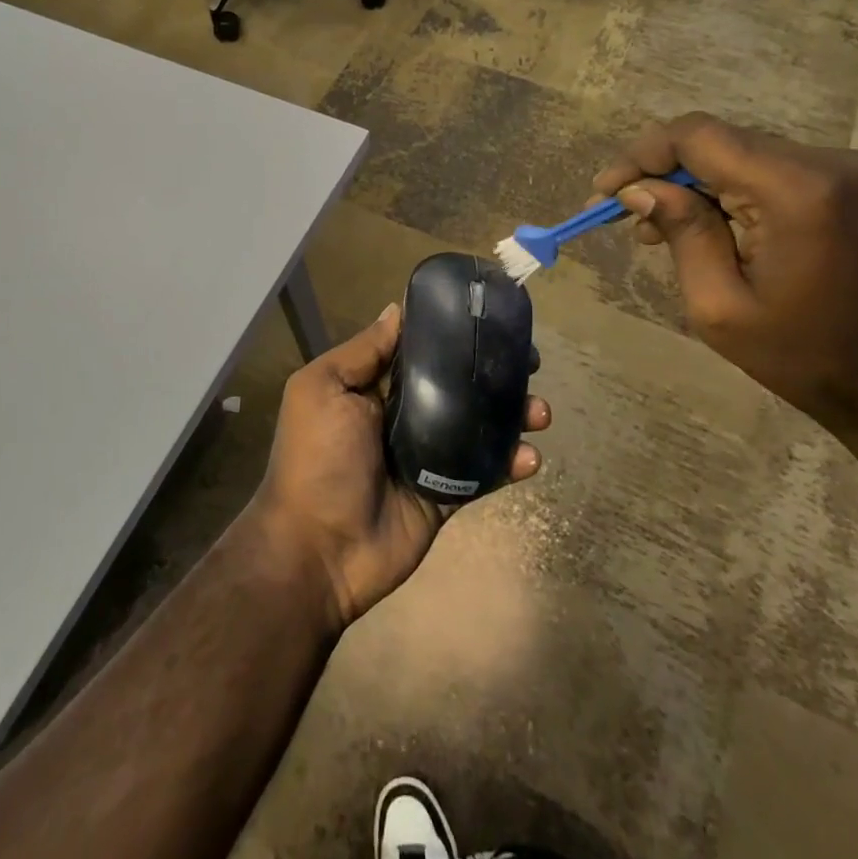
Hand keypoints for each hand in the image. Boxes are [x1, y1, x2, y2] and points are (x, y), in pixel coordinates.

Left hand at [249, 302, 551, 630]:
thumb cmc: (317, 457)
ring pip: (478, 425)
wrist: (319, 549)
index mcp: (372, 387)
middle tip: (531, 364)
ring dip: (513, 415)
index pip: (420, 351)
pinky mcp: (445, 493)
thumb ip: (362, 352)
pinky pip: (483, 472)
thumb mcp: (323, 389)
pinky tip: (530, 457)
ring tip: (539, 412)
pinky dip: (510, 462)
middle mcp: (402, 415)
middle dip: (494, 373)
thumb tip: (395, 309)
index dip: (453, 334)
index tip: (490, 320)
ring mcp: (427, 455)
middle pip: (457, 385)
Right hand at [594, 113, 857, 435]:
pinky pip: (791, 175)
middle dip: (669, 175)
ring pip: (757, 158)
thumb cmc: (817, 362)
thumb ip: (682, 234)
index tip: (606, 191)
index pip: (698, 136)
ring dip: (707, 187)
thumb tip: (641, 189)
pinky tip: (729, 233)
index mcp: (799, 190)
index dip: (641, 155)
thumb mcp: (723, 309)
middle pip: (727, 144)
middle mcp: (837, 163)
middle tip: (633, 221)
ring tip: (673, 232)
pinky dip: (747, 195)